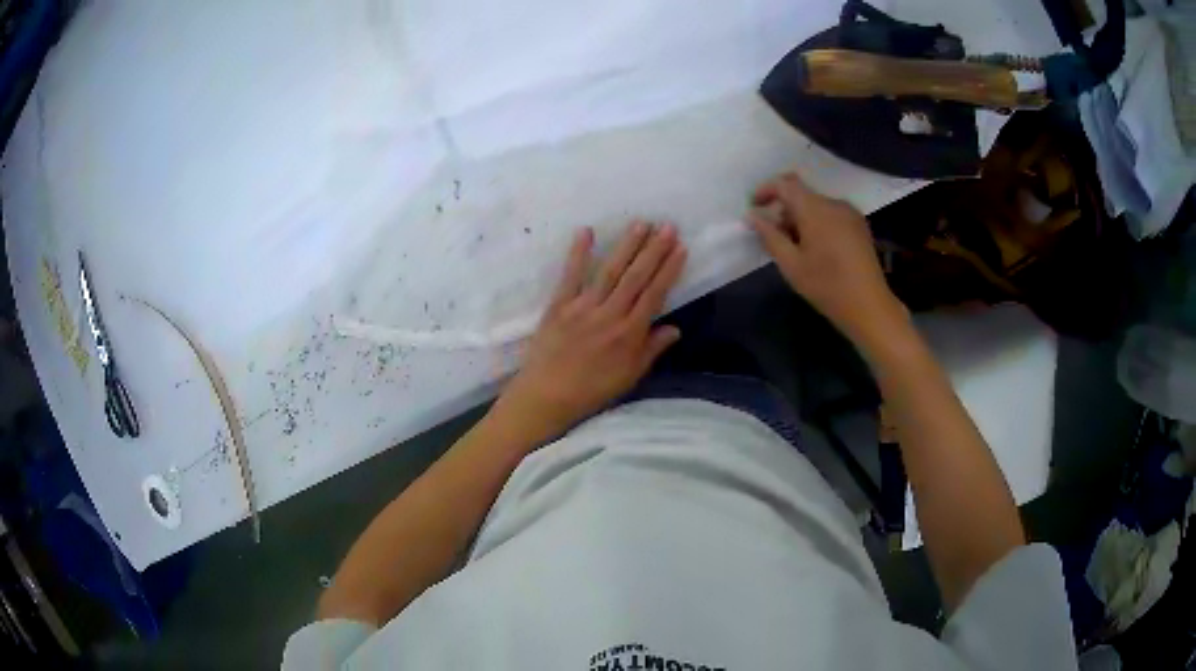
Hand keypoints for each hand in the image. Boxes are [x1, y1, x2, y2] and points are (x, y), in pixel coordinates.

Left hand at [494, 222, 686, 444]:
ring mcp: (583, 307)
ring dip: (627, 246)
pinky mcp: (559, 305)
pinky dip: (578, 253)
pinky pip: (570, 276)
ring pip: (610, 271)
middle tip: (667, 226)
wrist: (547, 396)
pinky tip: (587, 232)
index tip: (681, 248)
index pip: (654, 294)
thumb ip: (652, 350)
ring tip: (641, 223)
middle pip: (636, 277)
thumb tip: (675, 329)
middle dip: (654, 250)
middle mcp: (610, 315)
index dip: (669, 270)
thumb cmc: (592, 390)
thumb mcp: (630, 376)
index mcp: (630, 333)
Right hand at [748, 172, 905, 344]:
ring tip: (794, 248)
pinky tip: (816, 250)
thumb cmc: (827, 286)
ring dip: (800, 218)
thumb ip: (770, 236)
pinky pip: (831, 215)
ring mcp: (850, 214)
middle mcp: (834, 203)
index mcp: (816, 209)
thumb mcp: (791, 265)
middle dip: (783, 210)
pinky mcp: (860, 226)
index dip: (766, 190)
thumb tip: (752, 216)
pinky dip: (817, 224)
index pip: (786, 184)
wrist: (869, 307)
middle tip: (773, 237)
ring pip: (817, 205)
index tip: (754, 208)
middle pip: (802, 195)